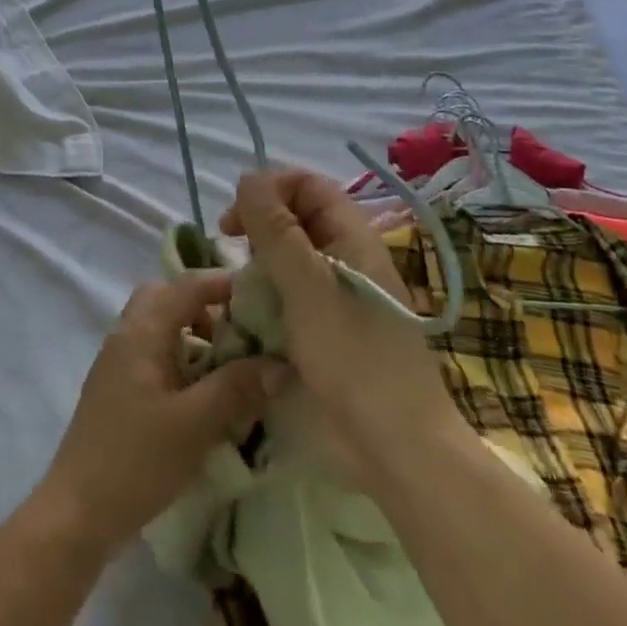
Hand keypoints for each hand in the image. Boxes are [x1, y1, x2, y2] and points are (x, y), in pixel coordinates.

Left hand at [38, 272, 289, 557]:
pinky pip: (153, 350)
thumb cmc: (137, 460)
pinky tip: (201, 392)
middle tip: (240, 332)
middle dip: (207, 305)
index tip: (264, 296)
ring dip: (194, 331)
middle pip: (168, 296)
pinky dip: (181, 354)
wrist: (77, 512)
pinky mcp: (118, 386)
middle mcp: (127, 333)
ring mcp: (118, 359)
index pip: (188, 284)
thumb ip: (238, 388)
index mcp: (143, 330)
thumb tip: (281, 362)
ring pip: (160, 323)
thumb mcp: (195, 424)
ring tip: (227, 364)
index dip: (226, 283)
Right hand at [220, 169, 465, 490]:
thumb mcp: (307, 286)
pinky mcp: (327, 328)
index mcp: (352, 237)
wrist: (397, 447)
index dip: (270, 189)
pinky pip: (290, 293)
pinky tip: (251, 314)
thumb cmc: (353, 357)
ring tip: (239, 284)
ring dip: (260, 261)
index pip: (308, 185)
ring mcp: (338, 295)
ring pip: (290, 256)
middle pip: (297, 216)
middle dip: (260, 222)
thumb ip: (276, 230)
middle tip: (229, 244)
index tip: (236, 218)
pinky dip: (267, 294)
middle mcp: (346, 257)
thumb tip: (248, 178)